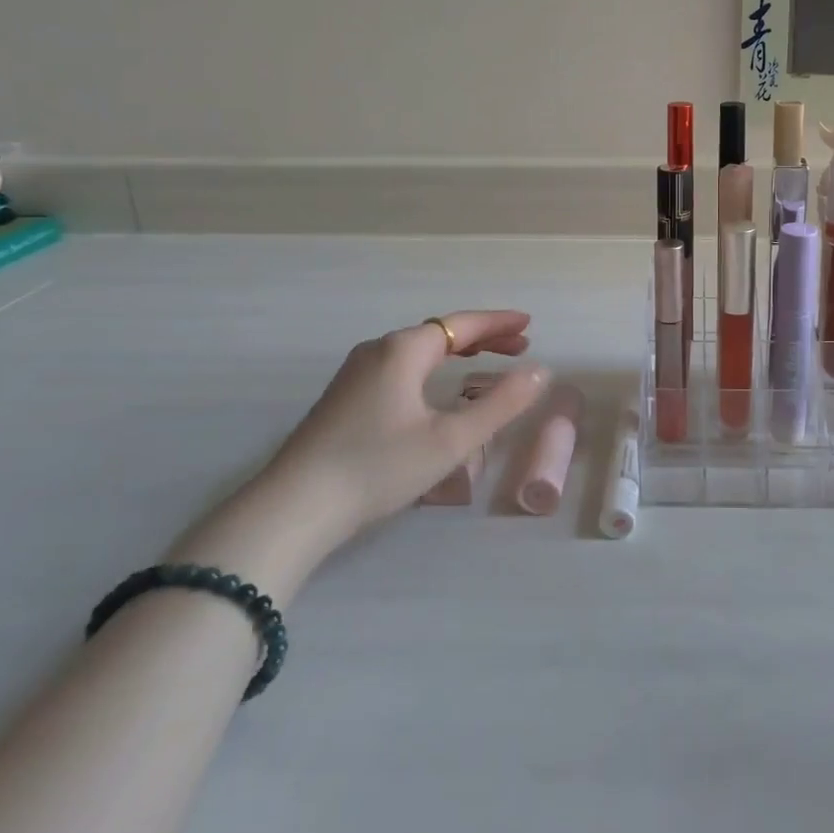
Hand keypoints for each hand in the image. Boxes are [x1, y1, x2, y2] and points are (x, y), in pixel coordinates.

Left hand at [266, 310, 547, 541]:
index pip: (462, 324)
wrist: (292, 509)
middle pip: (440, 333)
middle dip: (482, 337)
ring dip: (456, 352)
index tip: (529, 325)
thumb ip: (501, 404)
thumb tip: (540, 372)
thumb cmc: (378, 467)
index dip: (498, 323)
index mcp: (404, 349)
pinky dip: (431, 367)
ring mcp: (355, 373)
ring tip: (485, 362)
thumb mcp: (451, 440)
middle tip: (518, 347)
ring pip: (418, 351)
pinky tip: (435, 389)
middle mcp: (378, 350)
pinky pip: (400, 367)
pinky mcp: (344, 398)